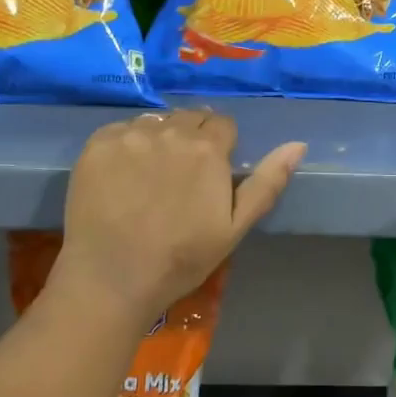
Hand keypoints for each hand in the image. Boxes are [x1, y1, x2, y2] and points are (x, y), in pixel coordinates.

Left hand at [57, 110, 304, 323]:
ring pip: (155, 122)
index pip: (222, 124)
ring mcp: (129, 135)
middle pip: (188, 118)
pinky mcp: (97, 144)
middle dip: (191, 138)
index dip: (219, 147)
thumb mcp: (234, 228)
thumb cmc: (180, 259)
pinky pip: (120, 130)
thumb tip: (298, 145)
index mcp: (208, 150)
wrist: (111, 278)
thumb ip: (267, 183)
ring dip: (158, 139)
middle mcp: (170, 131)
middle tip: (179, 177)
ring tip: (148, 177)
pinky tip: (121, 178)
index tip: (209, 174)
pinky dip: (125, 146)